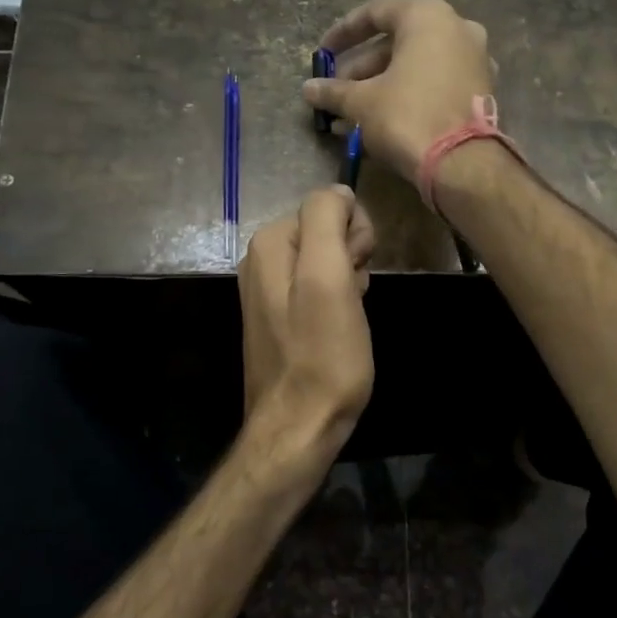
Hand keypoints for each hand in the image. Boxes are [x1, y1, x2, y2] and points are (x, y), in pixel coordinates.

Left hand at [238, 186, 376, 472]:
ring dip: (348, 281)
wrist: (300, 426)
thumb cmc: (323, 354)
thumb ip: (328, 221)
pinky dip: (338, 301)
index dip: (354, 236)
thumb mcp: (330, 278)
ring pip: (328, 261)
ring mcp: (268, 289)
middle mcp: (262, 259)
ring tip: (346, 318)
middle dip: (350, 258)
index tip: (355, 273)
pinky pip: (319, 288)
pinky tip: (339, 329)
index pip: (329, 204)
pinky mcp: (280, 316)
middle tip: (352, 298)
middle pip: (327, 231)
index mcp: (270, 243)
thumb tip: (339, 191)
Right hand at [301, 0, 493, 186]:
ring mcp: (474, 58)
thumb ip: (334, 91)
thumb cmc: (408, 117)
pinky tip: (382, 120)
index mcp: (427, 17)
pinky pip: (435, 82)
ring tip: (351, 113)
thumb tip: (308, 90)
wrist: (463, 164)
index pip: (375, 12)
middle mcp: (457, 28)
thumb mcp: (362, 103)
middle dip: (362, 67)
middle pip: (398, 41)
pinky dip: (409, 94)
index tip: (324, 54)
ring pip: (417, 64)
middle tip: (337, 90)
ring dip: (382, 84)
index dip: (343, 32)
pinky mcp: (481, 89)